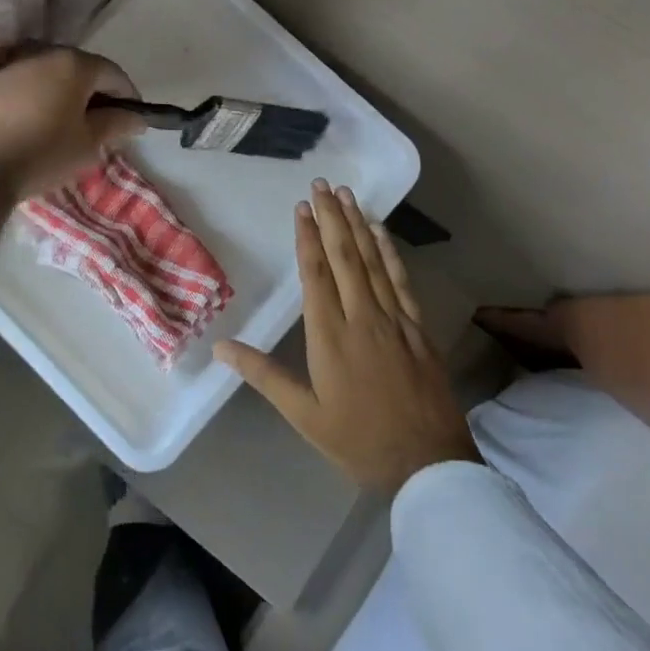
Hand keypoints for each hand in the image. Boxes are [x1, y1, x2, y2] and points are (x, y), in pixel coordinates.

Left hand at [0, 45, 141, 201]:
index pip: (113, 73)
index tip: (132, 121)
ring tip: (66, 126)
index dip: (128, 97)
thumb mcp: (87, 145)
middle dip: (95, 94)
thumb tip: (136, 118)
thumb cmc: (41, 154)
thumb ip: (115, 125)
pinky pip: (23, 86)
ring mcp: (10, 65)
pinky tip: (33, 125)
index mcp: (73, 64)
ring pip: (49, 76)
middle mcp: (42, 53)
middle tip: (101, 125)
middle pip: (80, 69)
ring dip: (63, 95)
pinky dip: (36, 99)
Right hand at [216, 181, 478, 491]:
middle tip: (322, 184)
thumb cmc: (358, 440)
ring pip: (373, 261)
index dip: (307, 237)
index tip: (302, 206)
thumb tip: (221, 346)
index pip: (316, 273)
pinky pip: (401, 281)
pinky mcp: (418, 329)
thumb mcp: (303, 414)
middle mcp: (362, 317)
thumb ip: (263, 375)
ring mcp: (395, 320)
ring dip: (359, 225)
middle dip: (332, 217)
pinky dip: (389, 253)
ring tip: (348, 195)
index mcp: (330, 335)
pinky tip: (382, 233)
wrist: (428, 466)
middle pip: (344, 256)